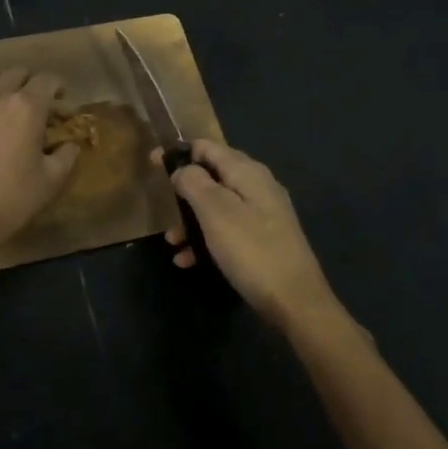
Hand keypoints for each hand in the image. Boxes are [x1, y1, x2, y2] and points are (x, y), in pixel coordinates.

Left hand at [0, 69, 78, 258]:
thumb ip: (66, 156)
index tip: (60, 102)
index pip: (47, 80)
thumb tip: (70, 144)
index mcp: (27, 107)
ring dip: (0, 84)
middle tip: (34, 106)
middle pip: (17, 73)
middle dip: (30, 84)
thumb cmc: (11, 199)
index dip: (58, 87)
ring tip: (3, 104)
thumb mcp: (51, 181)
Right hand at [156, 139, 337, 327]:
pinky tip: (188, 260)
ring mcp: (263, 215)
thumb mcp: (216, 212)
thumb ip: (195, 183)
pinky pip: (227, 230)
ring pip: (217, 206)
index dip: (180, 151)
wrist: (295, 301)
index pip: (209, 147)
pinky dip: (206, 240)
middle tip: (160, 204)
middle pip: (213, 176)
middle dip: (184, 189)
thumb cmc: (251, 250)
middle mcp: (258, 187)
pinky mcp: (263, 240)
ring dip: (191, 220)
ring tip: (172, 241)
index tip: (153, 161)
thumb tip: (183, 169)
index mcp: (248, 173)